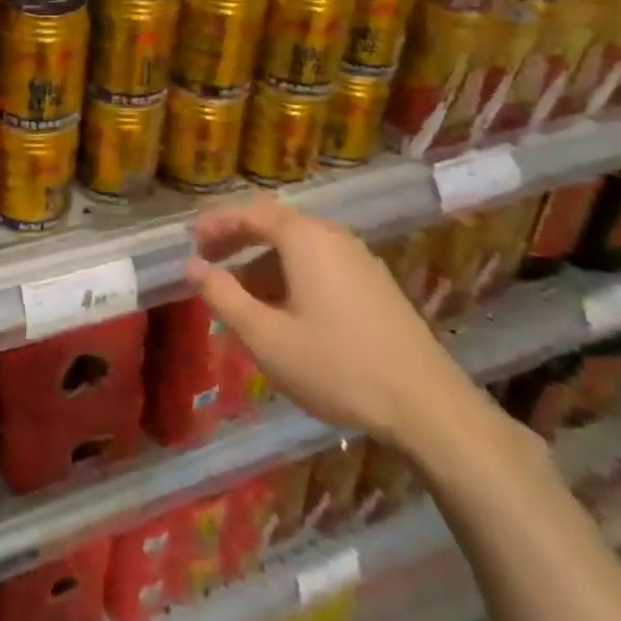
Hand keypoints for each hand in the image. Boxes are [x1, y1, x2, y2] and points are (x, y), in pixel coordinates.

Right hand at [186, 197, 484, 451]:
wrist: (428, 406)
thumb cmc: (338, 367)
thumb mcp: (267, 337)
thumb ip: (224, 297)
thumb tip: (192, 267)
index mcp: (305, 238)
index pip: (251, 213)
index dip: (218, 224)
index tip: (192, 241)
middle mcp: (333, 236)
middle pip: (276, 226)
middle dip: (239, 242)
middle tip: (209, 264)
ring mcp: (360, 259)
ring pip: (299, 248)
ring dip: (264, 263)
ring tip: (242, 296)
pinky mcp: (376, 285)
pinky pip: (321, 265)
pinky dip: (292, 276)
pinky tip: (285, 312)